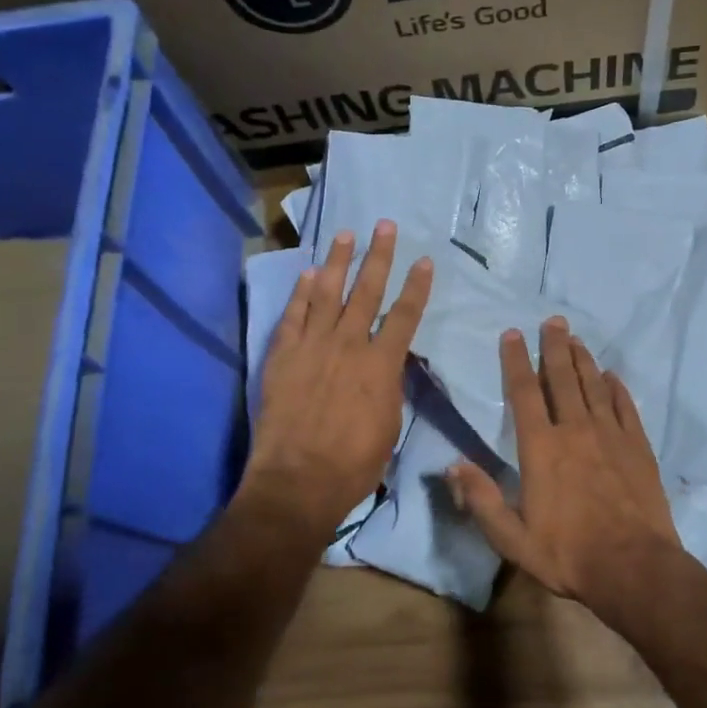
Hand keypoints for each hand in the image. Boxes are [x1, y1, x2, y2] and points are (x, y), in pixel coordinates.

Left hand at [242, 221, 432, 544]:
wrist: (297, 481)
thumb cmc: (354, 464)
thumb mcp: (390, 425)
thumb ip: (390, 387)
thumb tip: (390, 365)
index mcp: (381, 365)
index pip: (405, 315)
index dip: (416, 287)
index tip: (424, 261)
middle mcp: (348, 345)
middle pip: (366, 292)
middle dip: (379, 257)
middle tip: (384, 226)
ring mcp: (312, 347)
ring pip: (327, 294)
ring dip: (339, 261)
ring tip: (346, 234)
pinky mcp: (282, 356)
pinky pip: (293, 315)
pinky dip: (301, 292)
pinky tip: (309, 273)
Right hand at [445, 317, 679, 602]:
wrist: (633, 567)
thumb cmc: (567, 553)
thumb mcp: (512, 538)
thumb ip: (481, 499)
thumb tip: (451, 465)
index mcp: (541, 448)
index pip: (524, 393)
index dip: (516, 361)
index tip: (513, 334)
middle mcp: (575, 430)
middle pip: (562, 378)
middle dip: (554, 347)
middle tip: (553, 320)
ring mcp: (611, 435)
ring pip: (594, 386)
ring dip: (583, 360)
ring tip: (576, 338)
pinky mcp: (638, 447)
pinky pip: (626, 407)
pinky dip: (617, 388)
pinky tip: (612, 376)